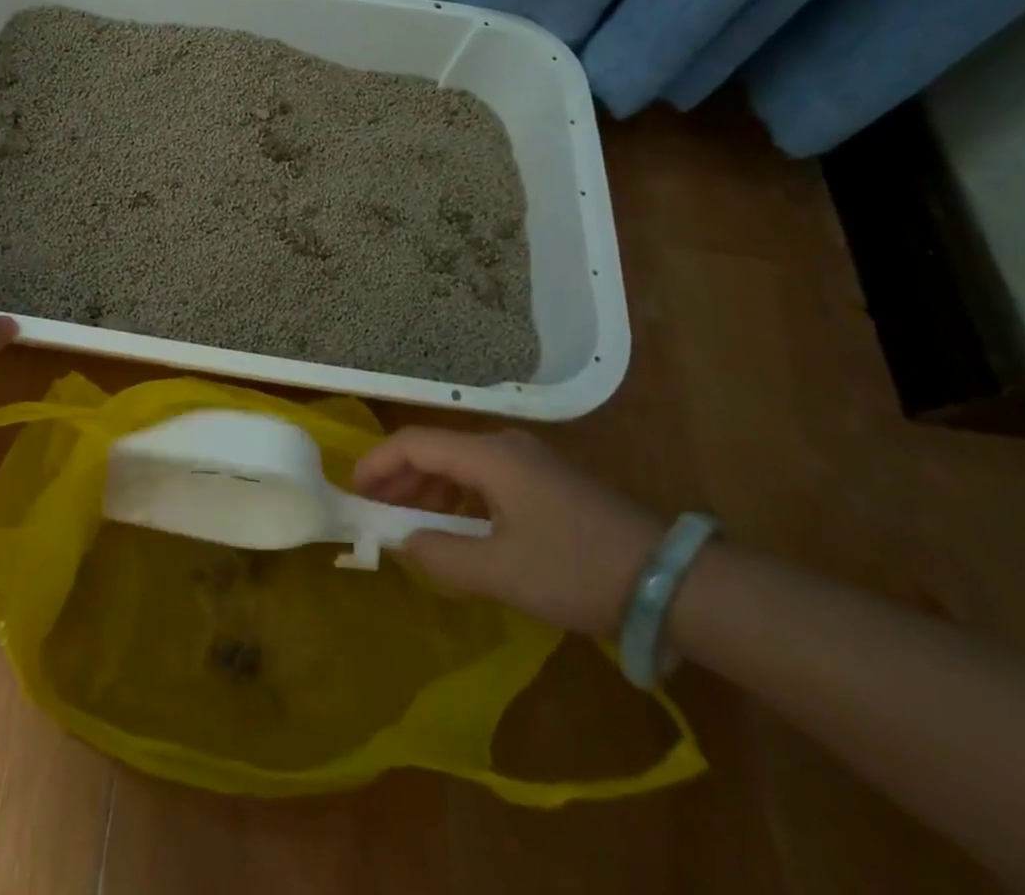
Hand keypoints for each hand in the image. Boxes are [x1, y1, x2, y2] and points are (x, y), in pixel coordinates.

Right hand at [353, 428, 663, 635]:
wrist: (670, 580)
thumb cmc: (576, 569)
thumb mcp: (502, 572)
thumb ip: (442, 557)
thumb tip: (404, 543)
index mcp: (489, 456)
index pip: (415, 443)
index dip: (379, 463)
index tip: (355, 492)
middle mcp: (504, 446)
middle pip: (435, 449)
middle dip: (400, 478)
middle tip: (376, 512)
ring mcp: (529, 462)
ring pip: (460, 464)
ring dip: (428, 489)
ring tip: (408, 521)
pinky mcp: (547, 482)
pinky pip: (485, 479)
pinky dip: (458, 497)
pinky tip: (455, 526)